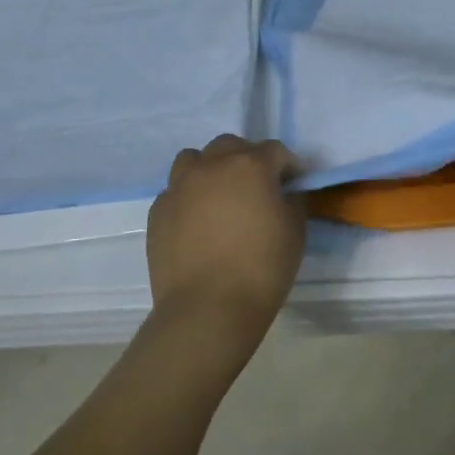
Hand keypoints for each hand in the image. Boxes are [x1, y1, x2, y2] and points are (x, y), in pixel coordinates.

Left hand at [146, 135, 305, 353]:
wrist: (207, 309)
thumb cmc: (262, 268)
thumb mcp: (296, 231)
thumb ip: (293, 200)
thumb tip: (285, 191)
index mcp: (250, 165)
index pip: (275, 150)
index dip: (289, 166)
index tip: (294, 185)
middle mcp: (212, 165)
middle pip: (230, 146)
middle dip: (246, 159)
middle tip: (256, 187)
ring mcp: (180, 186)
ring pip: (194, 160)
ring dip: (210, 169)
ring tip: (220, 196)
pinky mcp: (158, 211)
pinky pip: (175, 191)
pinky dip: (188, 197)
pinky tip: (197, 222)